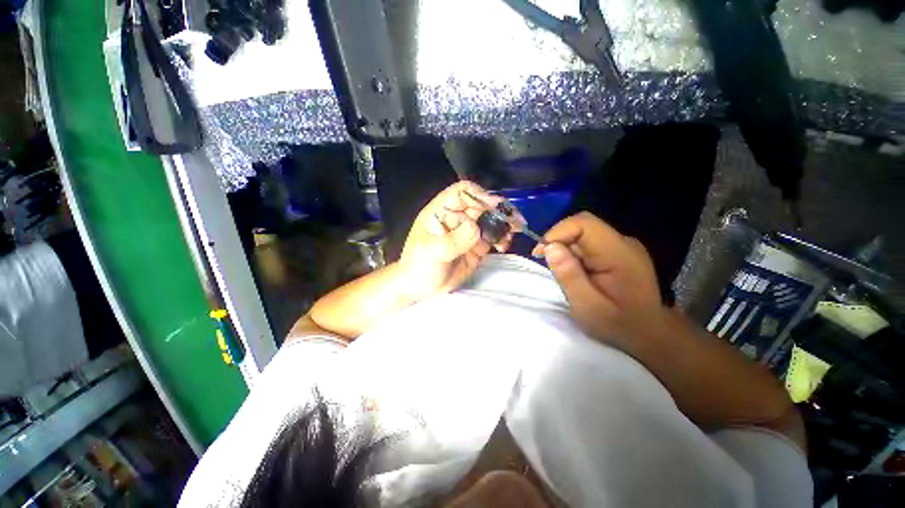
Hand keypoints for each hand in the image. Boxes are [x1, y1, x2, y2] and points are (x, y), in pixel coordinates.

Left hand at [399, 181, 514, 299]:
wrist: (421, 287)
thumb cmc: (419, 266)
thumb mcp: (431, 252)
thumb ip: (453, 240)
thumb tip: (475, 229)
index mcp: (442, 211)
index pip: (462, 192)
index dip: (479, 195)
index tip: (494, 206)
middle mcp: (457, 218)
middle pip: (482, 204)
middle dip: (500, 209)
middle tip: (516, 220)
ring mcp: (468, 232)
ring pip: (491, 220)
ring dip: (504, 224)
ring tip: (513, 233)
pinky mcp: (476, 246)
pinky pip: (493, 237)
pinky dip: (502, 239)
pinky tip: (503, 246)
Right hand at [533, 212, 665, 345]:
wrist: (649, 334)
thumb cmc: (618, 324)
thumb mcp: (587, 306)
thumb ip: (568, 275)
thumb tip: (549, 247)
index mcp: (619, 254)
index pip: (584, 224)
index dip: (557, 233)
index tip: (541, 254)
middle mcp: (623, 242)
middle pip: (582, 226)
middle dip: (558, 241)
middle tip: (548, 264)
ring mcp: (622, 245)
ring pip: (583, 234)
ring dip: (566, 249)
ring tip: (564, 274)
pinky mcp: (618, 251)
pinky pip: (589, 243)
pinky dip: (574, 253)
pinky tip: (576, 272)